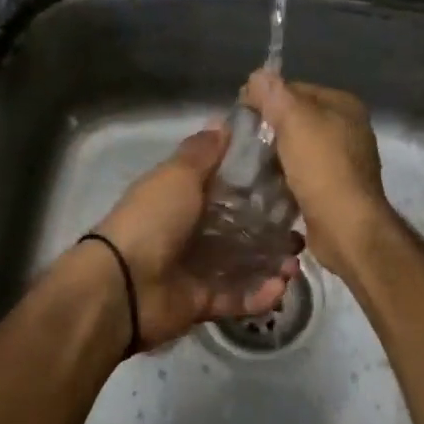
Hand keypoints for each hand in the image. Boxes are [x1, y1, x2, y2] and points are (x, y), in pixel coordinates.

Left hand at [91, 124, 299, 350]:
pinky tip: (281, 286)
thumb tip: (223, 122)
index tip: (289, 178)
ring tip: (294, 261)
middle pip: (240, 227)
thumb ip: (202, 152)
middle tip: (299, 226)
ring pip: (244, 264)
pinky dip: (260, 295)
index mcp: (183, 197)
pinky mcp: (203, 301)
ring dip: (272, 262)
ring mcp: (197, 268)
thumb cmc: (153, 219)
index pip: (226, 186)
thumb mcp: (178, 175)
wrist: (123, 285)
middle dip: (272, 227)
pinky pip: (238, 298)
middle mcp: (191, 230)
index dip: (255, 182)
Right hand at [243, 70, 394, 282]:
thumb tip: (257, 75)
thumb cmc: (322, 167)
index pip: (295, 89)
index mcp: (343, 105)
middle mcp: (348, 128)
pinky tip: (264, 186)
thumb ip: (274, 94)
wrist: (346, 227)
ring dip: (274, 157)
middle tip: (240, 143)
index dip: (266, 98)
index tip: (240, 115)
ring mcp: (343, 161)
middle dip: (268, 130)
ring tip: (247, 166)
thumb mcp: (294, 121)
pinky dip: (284, 178)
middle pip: (296, 120)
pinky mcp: (334, 189)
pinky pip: (301, 175)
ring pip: (297, 149)